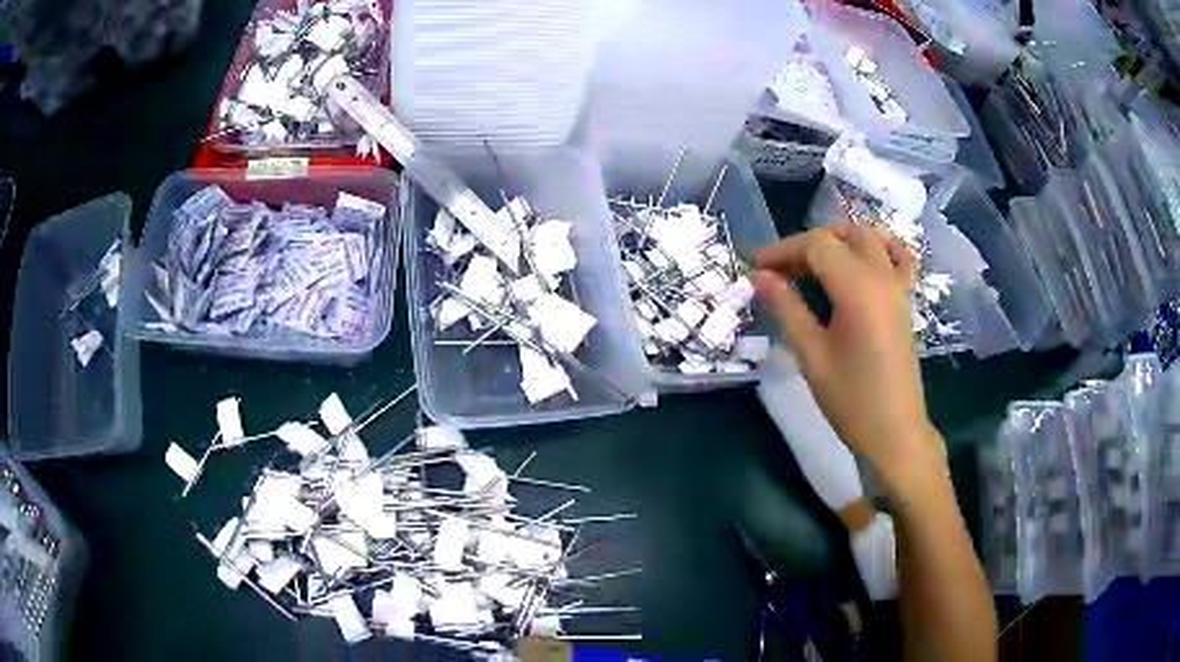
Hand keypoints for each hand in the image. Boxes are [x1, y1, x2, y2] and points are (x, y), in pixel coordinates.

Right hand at [751, 227, 942, 495]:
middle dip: (807, 245)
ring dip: (838, 241)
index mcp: (857, 288)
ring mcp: (898, 286)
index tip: (756, 269)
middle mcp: (881, 276)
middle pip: (842, 235)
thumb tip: (758, 276)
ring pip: (869, 238)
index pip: (816, 245)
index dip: (783, 250)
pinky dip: (877, 248)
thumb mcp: (812, 355)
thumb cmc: (851, 399)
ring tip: (814, 266)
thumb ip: (787, 308)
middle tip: (781, 273)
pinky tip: (861, 261)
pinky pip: (897, 257)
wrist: (894, 432)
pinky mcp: (905, 301)